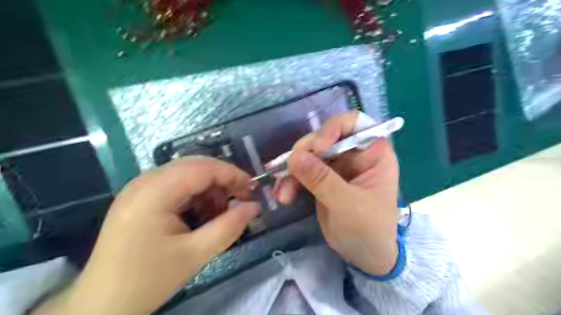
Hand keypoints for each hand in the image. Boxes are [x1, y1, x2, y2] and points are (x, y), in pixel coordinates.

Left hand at [36, 157, 259, 314]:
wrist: (100, 306)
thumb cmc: (147, 280)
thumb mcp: (195, 254)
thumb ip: (229, 227)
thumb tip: (254, 206)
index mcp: (154, 192)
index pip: (202, 168)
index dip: (232, 174)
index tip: (252, 189)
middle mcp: (145, 181)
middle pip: (195, 166)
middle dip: (223, 180)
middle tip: (242, 199)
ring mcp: (141, 188)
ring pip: (187, 175)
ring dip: (210, 189)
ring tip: (221, 214)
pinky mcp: (141, 198)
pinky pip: (177, 186)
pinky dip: (196, 196)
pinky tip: (202, 216)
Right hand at [275, 112, 398, 274]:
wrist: (364, 256)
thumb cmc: (369, 230)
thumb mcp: (347, 204)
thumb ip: (321, 179)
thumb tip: (293, 156)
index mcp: (373, 153)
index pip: (354, 123)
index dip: (334, 128)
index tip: (318, 147)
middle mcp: (354, 154)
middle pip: (325, 137)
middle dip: (305, 153)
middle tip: (289, 168)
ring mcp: (336, 167)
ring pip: (309, 155)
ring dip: (292, 170)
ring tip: (283, 193)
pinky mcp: (322, 179)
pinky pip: (302, 171)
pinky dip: (291, 181)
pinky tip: (283, 195)